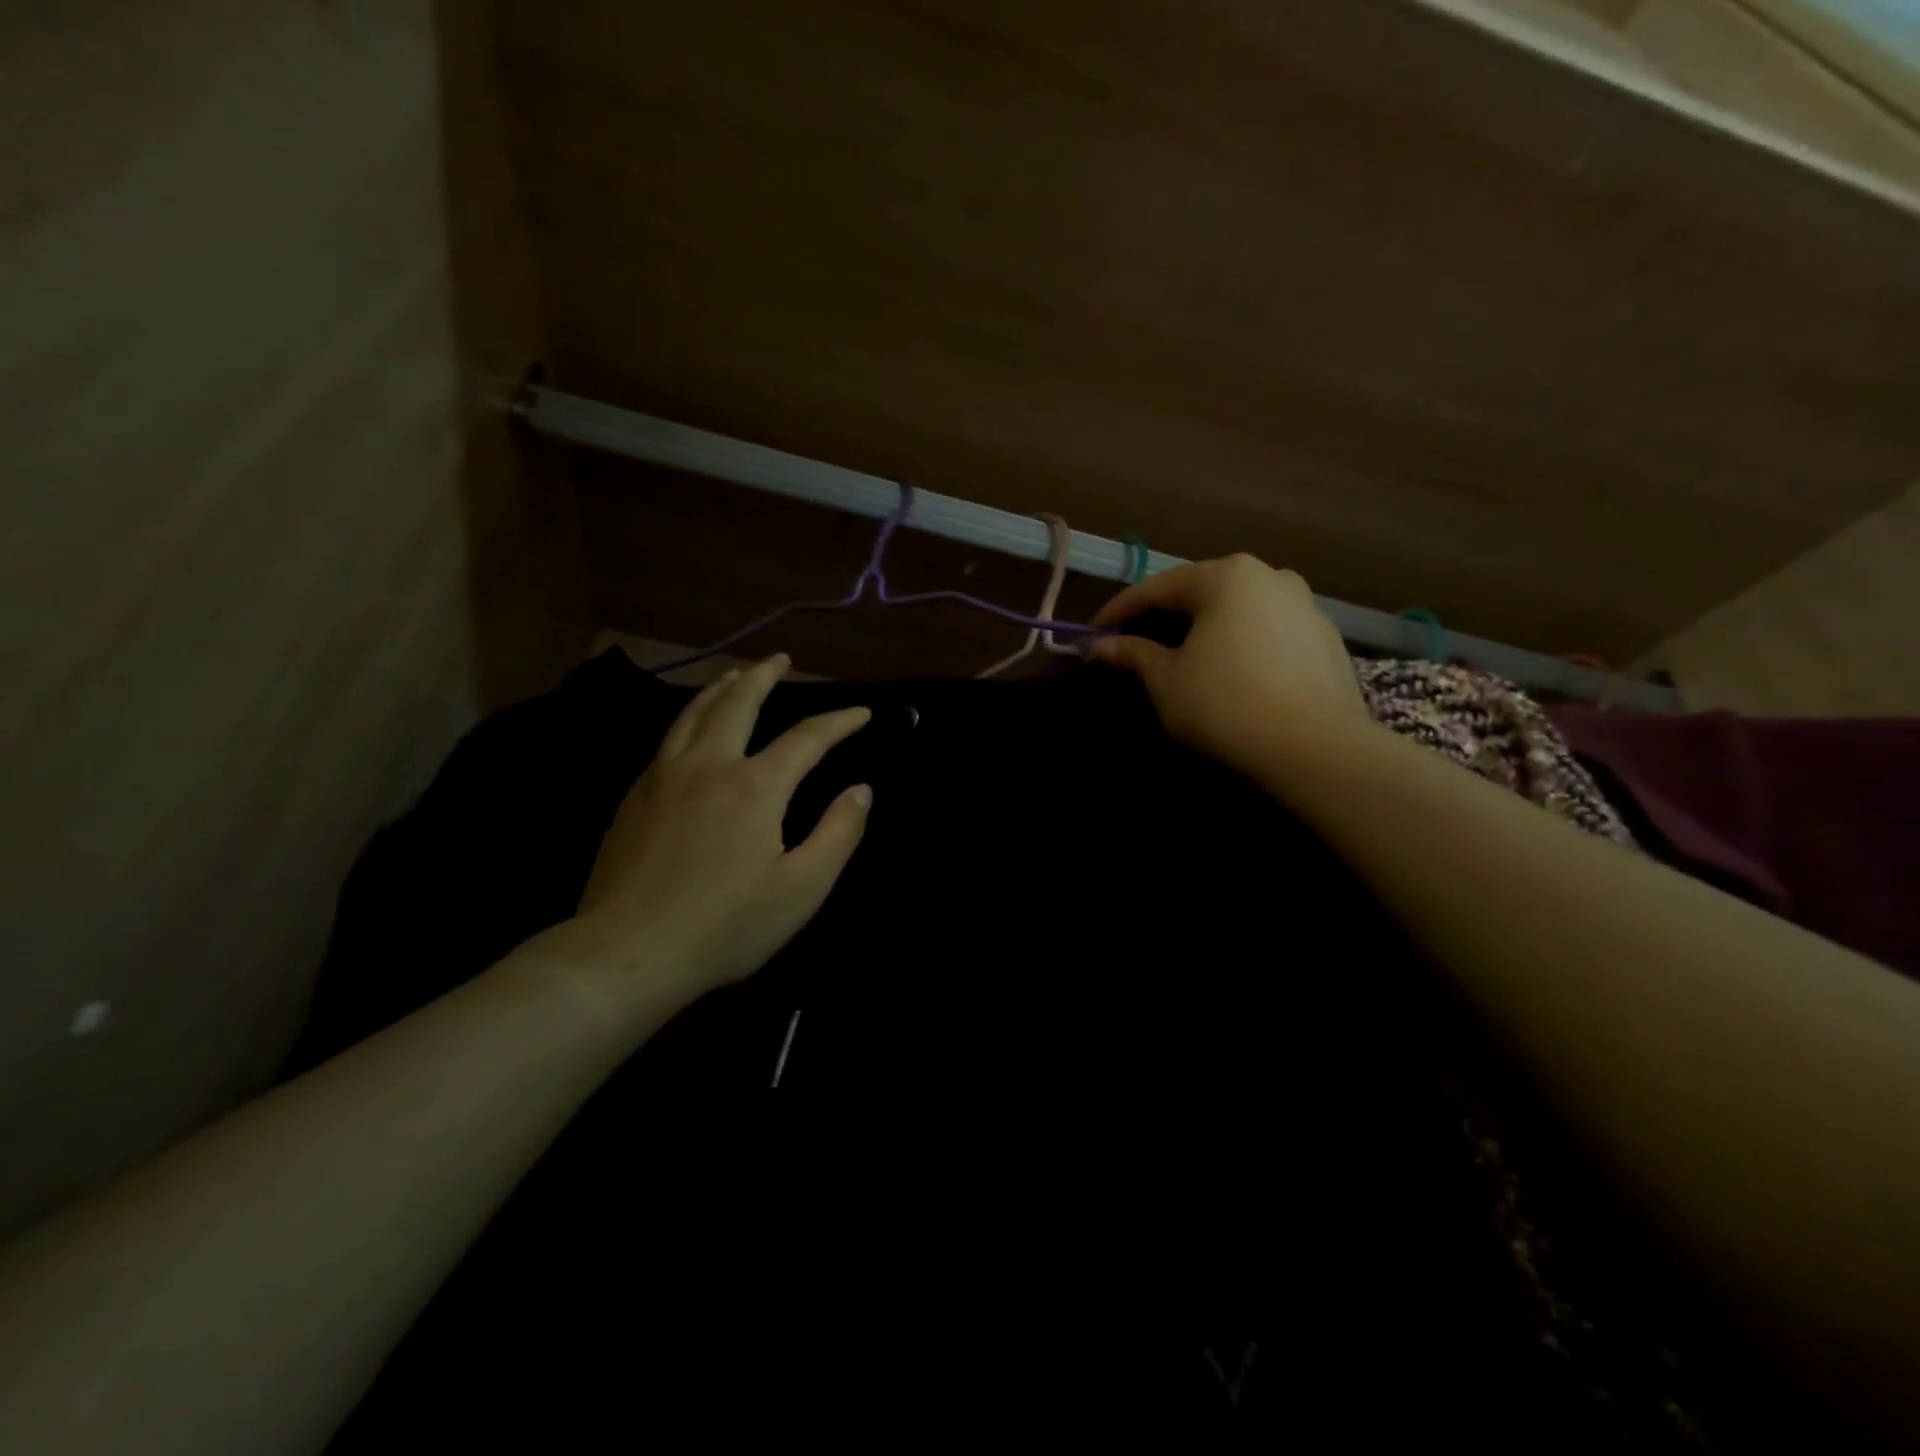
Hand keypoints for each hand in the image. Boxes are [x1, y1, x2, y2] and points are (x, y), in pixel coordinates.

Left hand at [570, 654, 872, 1003]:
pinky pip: (668, 738)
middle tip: (781, 659)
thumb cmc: (725, 926)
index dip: (838, 721)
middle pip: (739, 703)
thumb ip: (838, 833)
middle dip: (764, 676)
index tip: (861, 712)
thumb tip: (861, 790)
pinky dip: (690, 717)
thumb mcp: (801, 889)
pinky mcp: (634, 796)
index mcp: (754, 786)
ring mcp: (663, 777)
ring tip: (736, 674)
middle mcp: (708, 766)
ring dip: (722, 688)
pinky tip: (692, 727)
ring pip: (695, 714)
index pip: (806, 738)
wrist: (627, 953)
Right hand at [1089, 555, 1365, 779]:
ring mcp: (1305, 604)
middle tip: (1134, 640)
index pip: (1158, 587)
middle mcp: (1269, 575)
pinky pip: (1267, 629)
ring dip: (1204, 626)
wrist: (1315, 748)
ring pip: (1238, 608)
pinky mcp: (1326, 637)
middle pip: (1201, 590)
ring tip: (1181, 653)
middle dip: (1164, 615)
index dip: (1120, 610)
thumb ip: (1133, 654)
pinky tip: (1229, 669)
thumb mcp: (1166, 680)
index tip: (1093, 632)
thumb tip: (1100, 645)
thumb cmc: (1225, 704)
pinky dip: (1239, 641)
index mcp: (1225, 576)